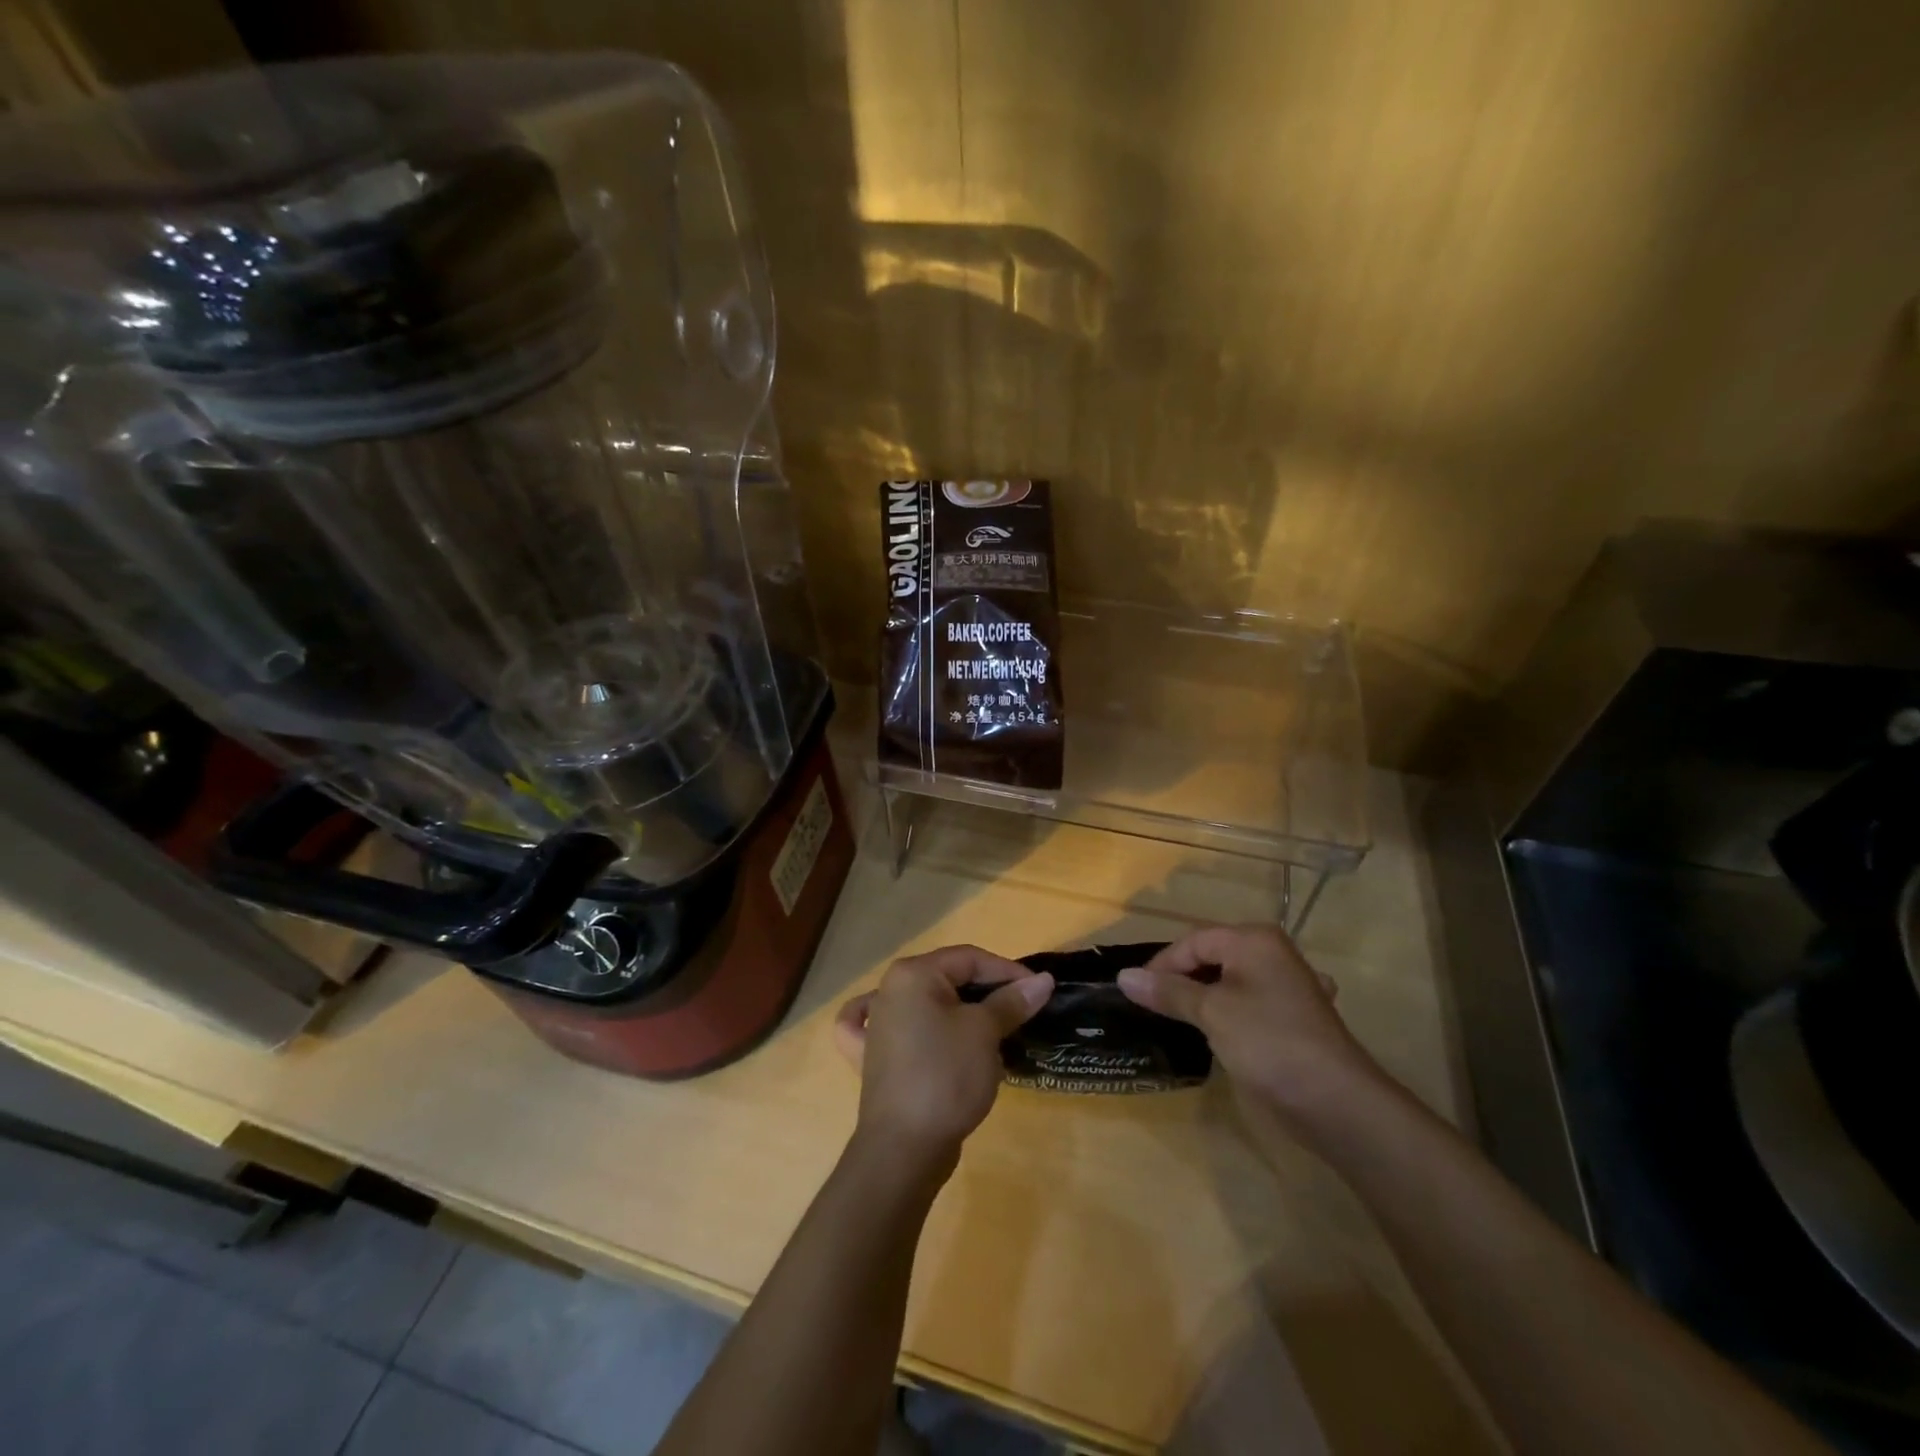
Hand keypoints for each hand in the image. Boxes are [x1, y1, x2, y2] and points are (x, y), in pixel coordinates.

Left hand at [834, 945, 1053, 1168]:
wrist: (904, 1148)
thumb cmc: (946, 1076)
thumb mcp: (985, 1032)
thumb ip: (1012, 1001)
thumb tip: (1043, 980)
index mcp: (912, 974)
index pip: (969, 958)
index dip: (1007, 971)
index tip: (1039, 991)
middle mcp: (888, 990)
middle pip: (947, 979)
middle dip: (986, 993)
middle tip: (1021, 1013)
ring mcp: (876, 1026)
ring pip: (924, 1003)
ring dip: (955, 1011)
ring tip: (987, 1028)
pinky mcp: (873, 1059)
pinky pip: (891, 1030)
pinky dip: (908, 1026)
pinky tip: (906, 1025)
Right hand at [1117, 923, 1381, 1117]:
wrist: (1336, 1102)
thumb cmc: (1268, 1042)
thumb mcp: (1211, 1012)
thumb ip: (1168, 991)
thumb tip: (1123, 977)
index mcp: (1253, 940)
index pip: (1193, 941)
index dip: (1161, 965)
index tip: (1136, 993)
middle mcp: (1271, 954)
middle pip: (1211, 957)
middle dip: (1181, 980)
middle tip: (1153, 1007)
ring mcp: (1286, 986)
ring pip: (1228, 982)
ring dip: (1202, 999)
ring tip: (1176, 1020)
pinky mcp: (1291, 1018)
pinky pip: (1246, 1004)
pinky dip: (1226, 1014)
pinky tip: (1216, 1034)